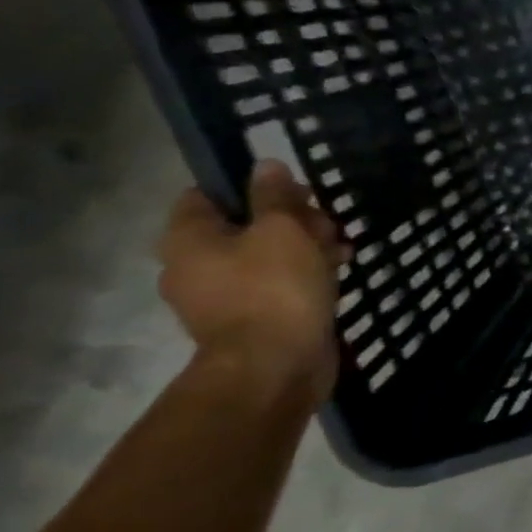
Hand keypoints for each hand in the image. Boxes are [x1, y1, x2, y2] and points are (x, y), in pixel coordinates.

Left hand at [157, 161, 347, 408]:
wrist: (275, 366)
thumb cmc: (274, 288)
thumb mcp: (282, 230)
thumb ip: (275, 196)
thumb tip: (265, 165)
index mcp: (189, 239)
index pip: (207, 194)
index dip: (251, 186)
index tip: (294, 191)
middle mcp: (194, 266)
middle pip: (243, 225)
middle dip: (290, 220)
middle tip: (328, 224)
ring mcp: (221, 297)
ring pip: (265, 256)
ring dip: (304, 248)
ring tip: (342, 250)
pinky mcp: (252, 320)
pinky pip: (276, 285)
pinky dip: (304, 276)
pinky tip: (337, 274)